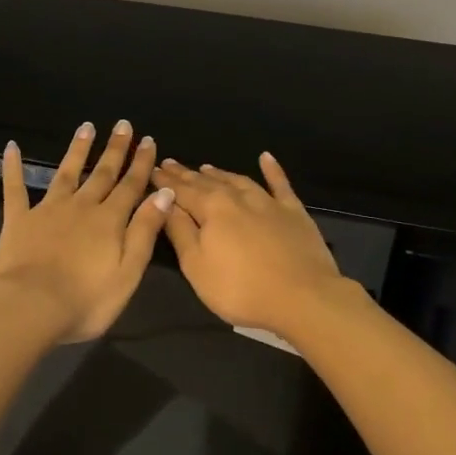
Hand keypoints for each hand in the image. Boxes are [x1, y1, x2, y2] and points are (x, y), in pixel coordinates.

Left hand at [0, 121, 174, 345]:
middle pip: (102, 173)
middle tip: (123, 125)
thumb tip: (164, 193)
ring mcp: (47, 210)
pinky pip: (15, 189)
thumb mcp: (128, 271)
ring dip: (77, 150)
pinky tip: (11, 147)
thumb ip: (145, 230)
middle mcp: (81, 207)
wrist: (31, 308)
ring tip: (86, 127)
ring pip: (66, 173)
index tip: (148, 140)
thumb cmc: (85, 300)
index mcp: (109, 221)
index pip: (131, 186)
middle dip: (115, 149)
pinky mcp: (18, 220)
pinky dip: (13, 167)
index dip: (141, 164)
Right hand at [156, 153, 353, 338]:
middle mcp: (238, 197)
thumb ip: (180, 231)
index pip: (182, 191)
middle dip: (187, 174)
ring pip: (238, 180)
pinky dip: (272, 170)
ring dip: (220, 174)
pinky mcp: (293, 211)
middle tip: (171, 163)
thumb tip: (165, 202)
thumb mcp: (197, 266)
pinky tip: (266, 158)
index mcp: (211, 209)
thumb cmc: (240, 288)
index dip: (165, 181)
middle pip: (207, 182)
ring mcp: (268, 202)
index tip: (153, 170)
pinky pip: (279, 184)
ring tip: (206, 167)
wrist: (302, 297)